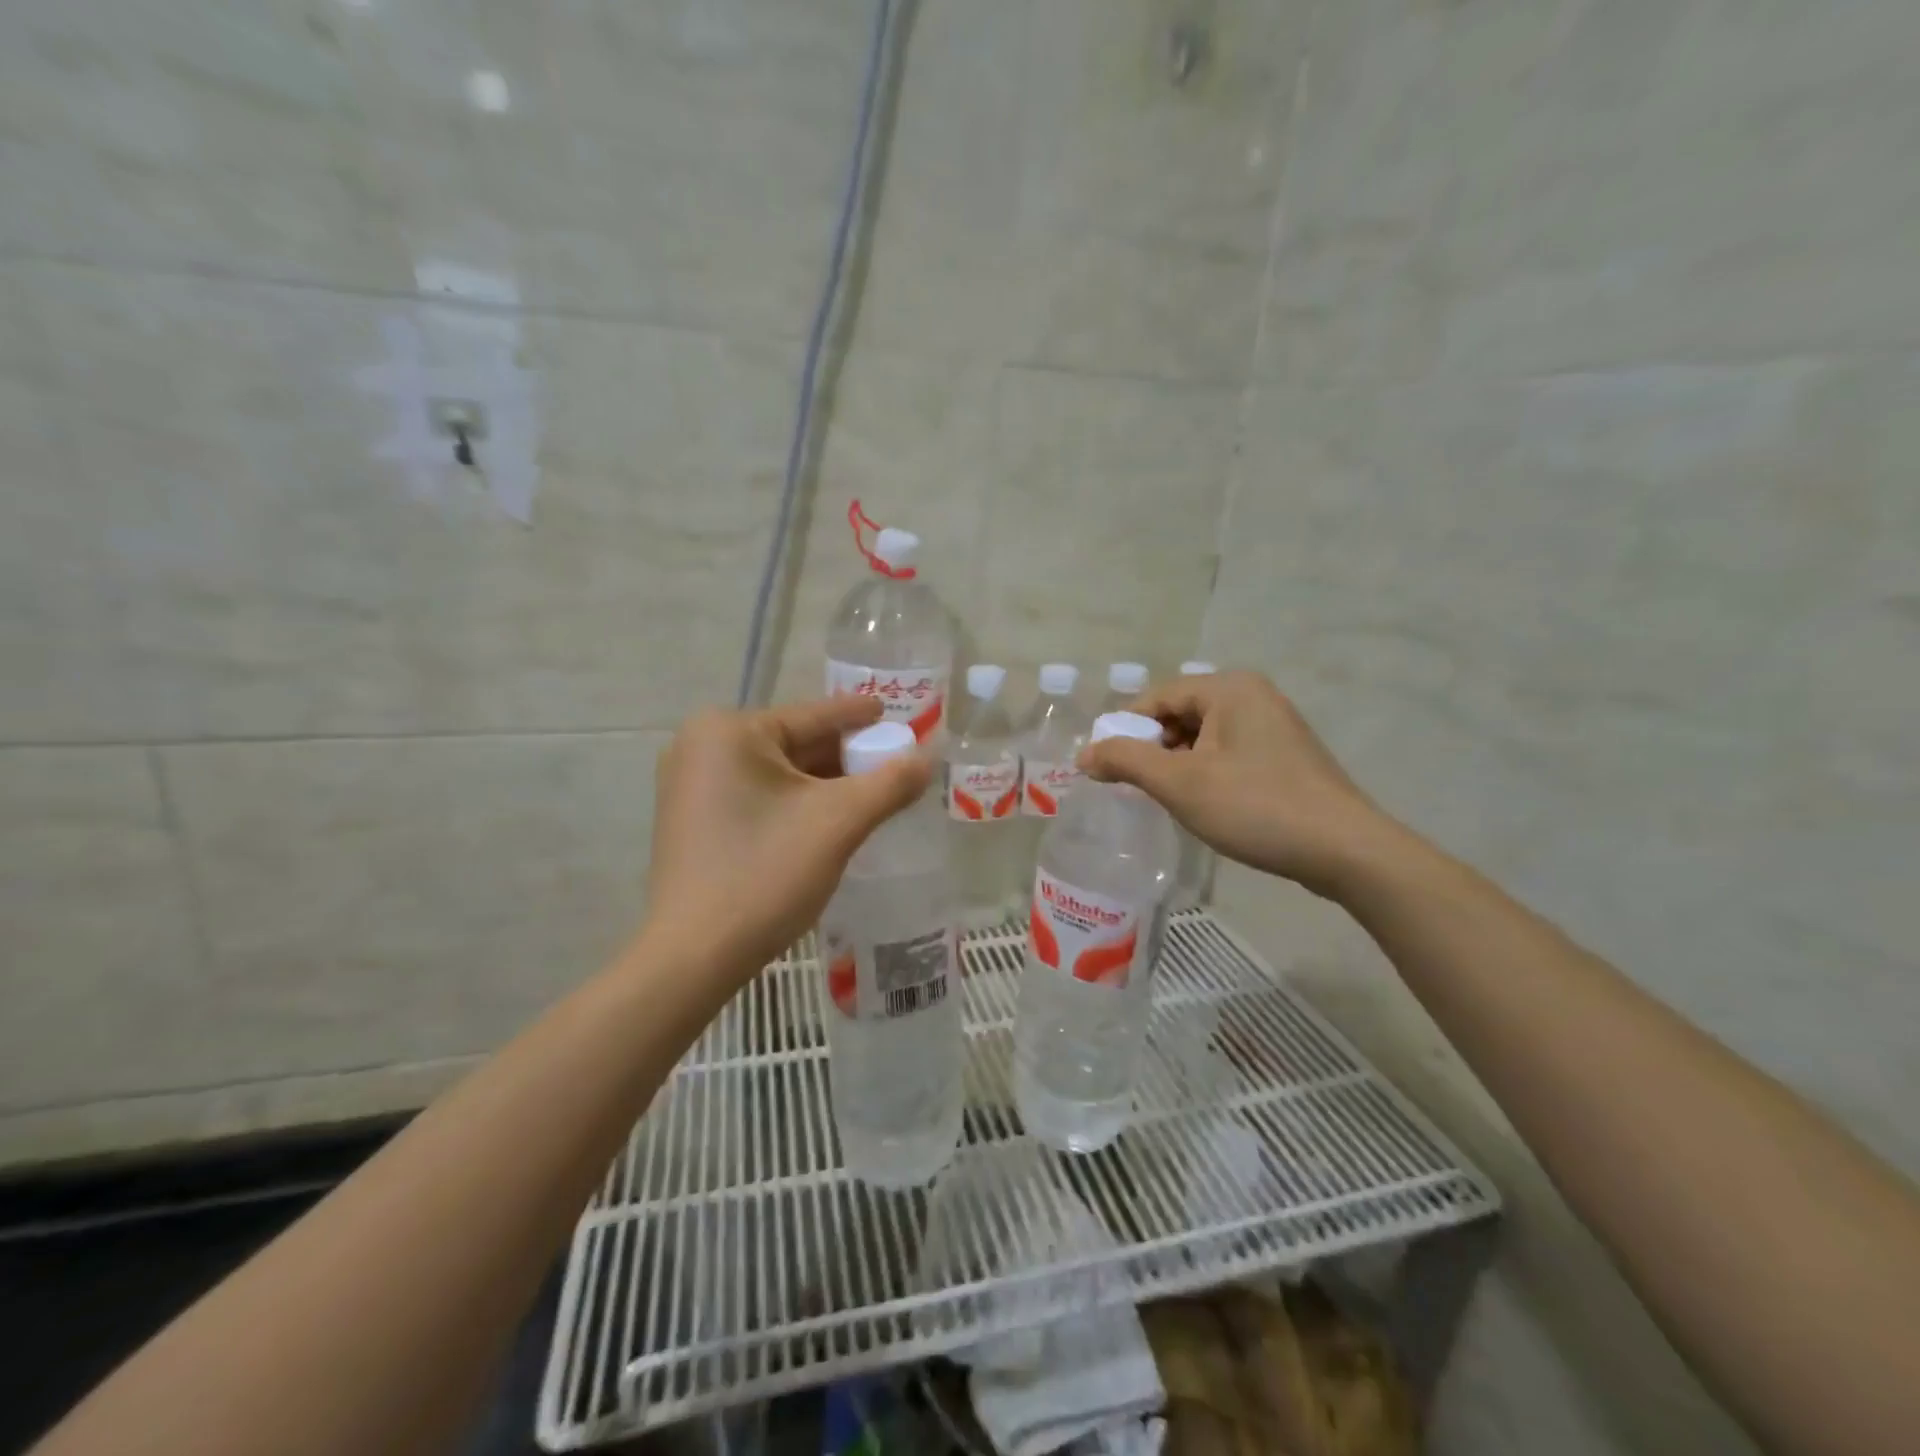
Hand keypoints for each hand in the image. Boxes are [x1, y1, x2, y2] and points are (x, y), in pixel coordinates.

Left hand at [645, 697, 930, 985]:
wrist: (694, 957)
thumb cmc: (765, 874)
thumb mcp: (838, 822)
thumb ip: (890, 783)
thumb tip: (929, 756)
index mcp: (728, 732)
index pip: (813, 716)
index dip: (861, 717)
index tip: (896, 713)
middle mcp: (701, 747)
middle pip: (796, 744)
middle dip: (847, 757)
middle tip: (894, 763)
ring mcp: (691, 785)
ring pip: (779, 774)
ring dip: (826, 784)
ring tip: (874, 792)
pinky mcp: (694, 820)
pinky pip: (759, 797)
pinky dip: (797, 804)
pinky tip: (831, 819)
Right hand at [1079, 670, 1389, 898]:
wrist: (1345, 850)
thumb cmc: (1255, 806)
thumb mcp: (1180, 783)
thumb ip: (1126, 761)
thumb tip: (1084, 754)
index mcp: (1228, 688)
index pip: (1156, 698)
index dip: (1125, 731)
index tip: (1109, 770)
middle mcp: (1253, 695)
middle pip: (1180, 714)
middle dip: (1153, 749)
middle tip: (1138, 788)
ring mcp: (1274, 724)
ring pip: (1204, 736)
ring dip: (1178, 764)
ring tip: (1170, 800)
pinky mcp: (1286, 755)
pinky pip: (1229, 752)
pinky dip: (1207, 772)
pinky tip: (1206, 804)